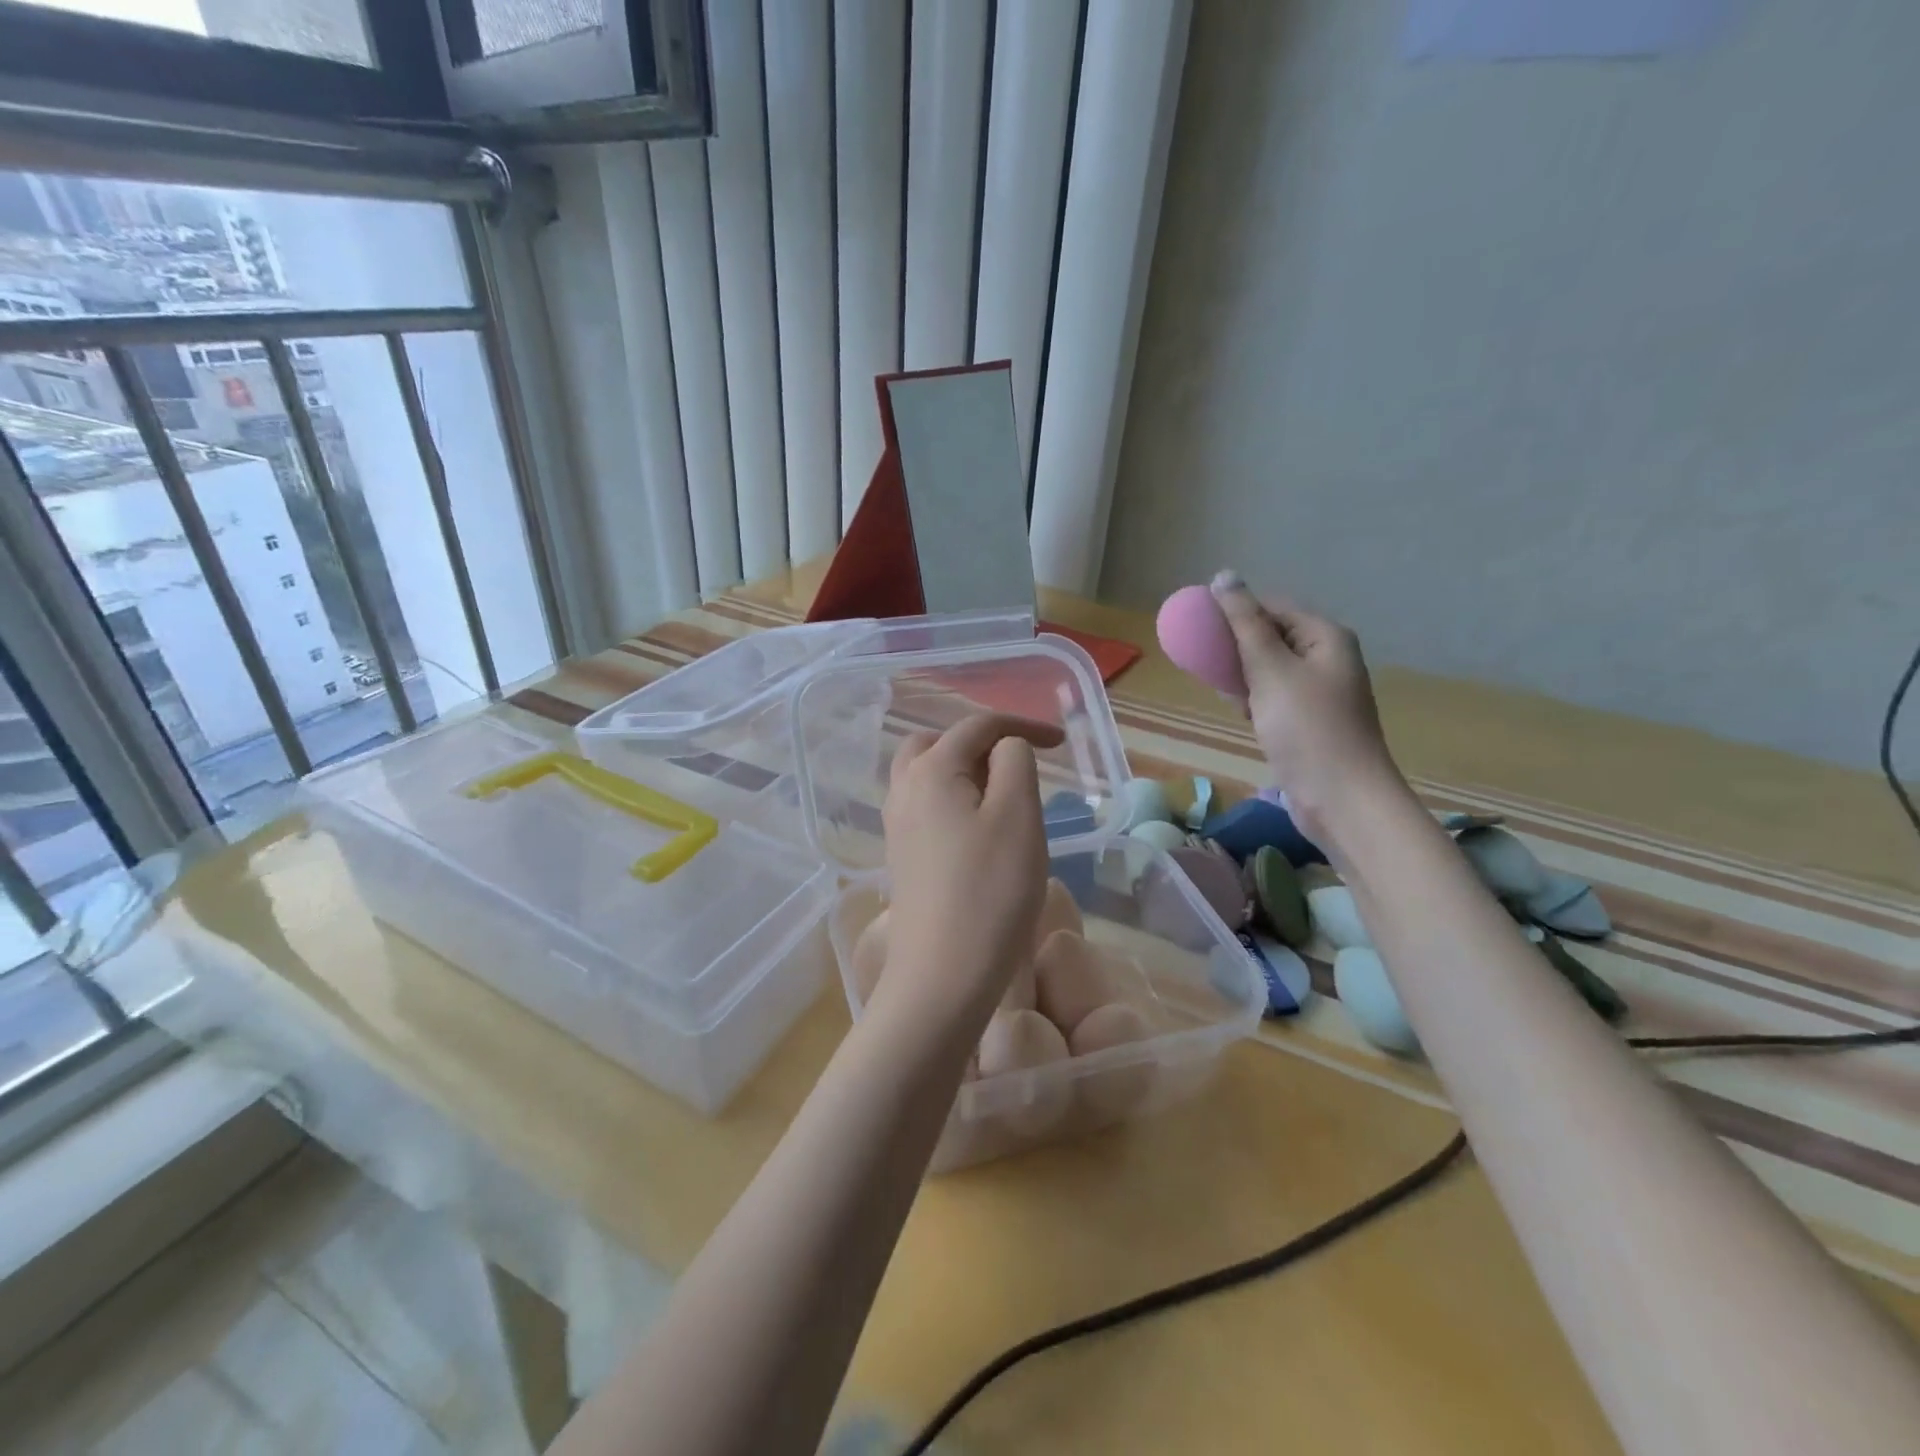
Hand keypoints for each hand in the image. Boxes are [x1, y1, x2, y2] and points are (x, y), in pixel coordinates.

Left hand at [877, 713, 1061, 1038]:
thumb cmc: (989, 891)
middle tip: (1020, 764)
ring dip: (966, 772)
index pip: (978, 726)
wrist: (941, 977)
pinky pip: (927, 808)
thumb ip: (1015, 763)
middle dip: (982, 743)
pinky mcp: (902, 858)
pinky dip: (955, 801)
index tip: (1062, 742)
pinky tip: (980, 831)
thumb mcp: (1018, 816)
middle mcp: (904, 789)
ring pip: (928, 776)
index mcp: (930, 770)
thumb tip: (1005, 747)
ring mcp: (897, 826)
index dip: (1022, 725)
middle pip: (939, 743)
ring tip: (1004, 797)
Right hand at [1209, 570, 1404, 847]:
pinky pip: (1274, 696)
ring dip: (1242, 675)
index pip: (1273, 607)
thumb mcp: (1270, 669)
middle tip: (1202, 660)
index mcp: (1325, 637)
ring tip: (1220, 690)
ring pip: (1269, 669)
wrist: (1340, 798)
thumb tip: (1225, 576)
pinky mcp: (1309, 721)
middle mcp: (1327, 658)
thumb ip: (1244, 623)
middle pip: (1271, 636)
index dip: (1235, 611)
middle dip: (1235, 647)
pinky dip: (1254, 699)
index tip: (1197, 626)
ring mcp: (1320, 692)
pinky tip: (1239, 713)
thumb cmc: (1306, 728)